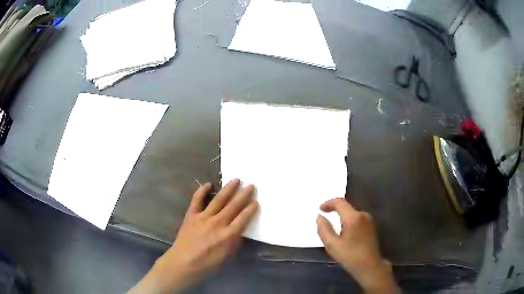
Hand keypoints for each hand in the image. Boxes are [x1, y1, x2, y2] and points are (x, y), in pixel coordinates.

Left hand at [129, 179, 257, 292]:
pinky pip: (196, 200)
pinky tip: (208, 184)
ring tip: (236, 179)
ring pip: (218, 200)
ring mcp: (203, 217)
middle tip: (251, 185)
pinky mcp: (191, 215)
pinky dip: (201, 191)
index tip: (256, 201)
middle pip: (233, 206)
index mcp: (228, 235)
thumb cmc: (207, 264)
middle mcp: (217, 223)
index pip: (243, 218)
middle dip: (244, 195)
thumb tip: (240, 232)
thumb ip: (234, 243)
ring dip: (228, 189)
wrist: (183, 263)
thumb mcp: (226, 257)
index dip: (251, 209)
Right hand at [316, 198, 399, 293]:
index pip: (340, 202)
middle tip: (325, 219)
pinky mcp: (371, 226)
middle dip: (334, 211)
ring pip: (351, 214)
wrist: (370, 266)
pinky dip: (348, 221)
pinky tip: (344, 233)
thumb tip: (319, 216)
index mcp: (353, 218)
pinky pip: (357, 219)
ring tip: (333, 228)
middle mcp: (363, 215)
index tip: (320, 209)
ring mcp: (369, 220)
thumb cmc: (350, 256)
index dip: (328, 203)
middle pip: (346, 207)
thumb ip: (323, 229)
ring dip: (341, 217)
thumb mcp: (332, 245)